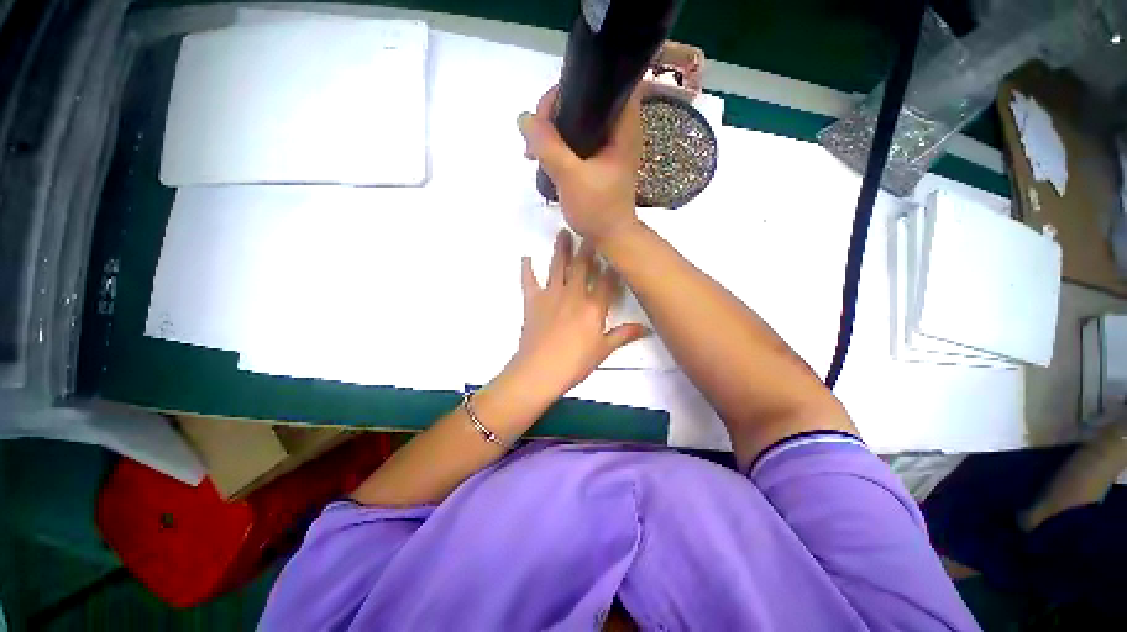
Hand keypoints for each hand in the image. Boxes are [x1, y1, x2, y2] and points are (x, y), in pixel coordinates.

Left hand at [505, 230, 648, 398]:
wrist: (539, 370)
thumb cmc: (574, 363)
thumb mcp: (603, 351)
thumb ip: (623, 335)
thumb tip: (647, 329)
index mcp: (593, 307)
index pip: (606, 281)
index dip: (611, 266)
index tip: (615, 250)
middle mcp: (573, 294)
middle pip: (582, 266)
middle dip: (587, 247)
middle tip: (589, 228)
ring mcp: (551, 295)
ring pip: (557, 266)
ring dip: (561, 249)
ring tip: (563, 232)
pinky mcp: (532, 301)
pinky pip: (529, 281)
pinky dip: (526, 269)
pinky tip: (526, 257)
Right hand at [518, 86, 643, 245]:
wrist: (610, 238)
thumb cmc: (598, 209)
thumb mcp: (570, 177)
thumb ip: (548, 146)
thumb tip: (524, 118)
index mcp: (623, 127)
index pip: (607, 83)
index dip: (578, 85)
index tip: (551, 107)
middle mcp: (619, 131)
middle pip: (586, 101)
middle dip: (556, 111)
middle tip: (536, 131)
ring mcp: (608, 147)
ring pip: (578, 123)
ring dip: (554, 130)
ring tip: (533, 149)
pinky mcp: (599, 162)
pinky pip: (576, 142)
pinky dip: (559, 145)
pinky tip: (543, 158)